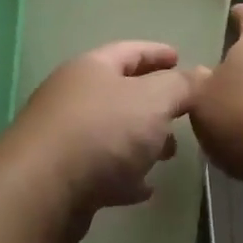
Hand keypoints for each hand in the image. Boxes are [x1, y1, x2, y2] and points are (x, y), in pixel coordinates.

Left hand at [0, 41, 199, 242]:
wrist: (41, 191)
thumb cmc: (102, 132)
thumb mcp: (153, 101)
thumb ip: (181, 86)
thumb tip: (201, 74)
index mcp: (93, 69)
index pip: (130, 51)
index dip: (157, 53)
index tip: (180, 57)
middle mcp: (75, 96)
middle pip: (120, 92)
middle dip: (154, 102)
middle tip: (184, 112)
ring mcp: (66, 137)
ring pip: (113, 133)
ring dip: (142, 141)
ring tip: (171, 153)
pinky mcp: (63, 177)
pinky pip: (103, 170)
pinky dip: (126, 175)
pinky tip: (145, 189)